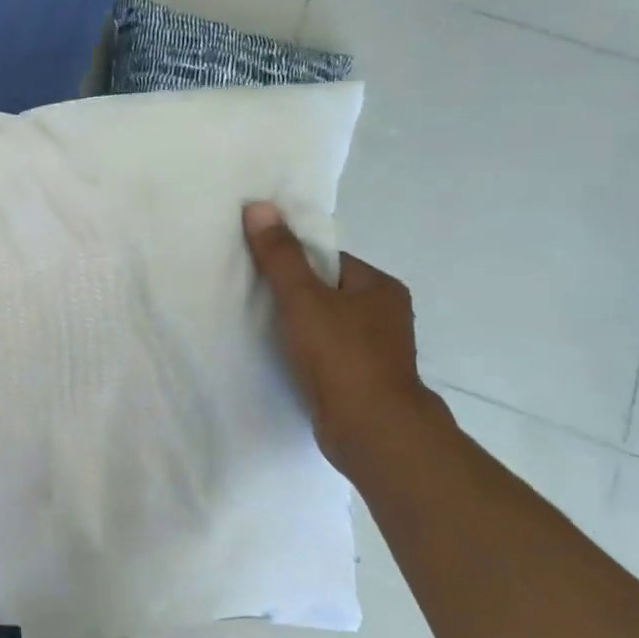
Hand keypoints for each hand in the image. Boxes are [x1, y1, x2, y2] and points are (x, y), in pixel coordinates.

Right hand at [242, 201, 445, 476]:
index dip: (294, 262)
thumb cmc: (342, 356)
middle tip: (253, 298)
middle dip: (293, 296)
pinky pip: (326, 354)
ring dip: (297, 327)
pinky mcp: (362, 381)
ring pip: (326, 326)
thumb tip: (259, 207)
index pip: (329, 261)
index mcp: (380, 288)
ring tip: (261, 329)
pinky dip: (304, 354)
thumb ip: (280, 256)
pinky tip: (280, 359)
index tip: (261, 271)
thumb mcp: (304, 299)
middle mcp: (385, 315)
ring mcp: (376, 351)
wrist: (371, 430)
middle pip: (327, 293)